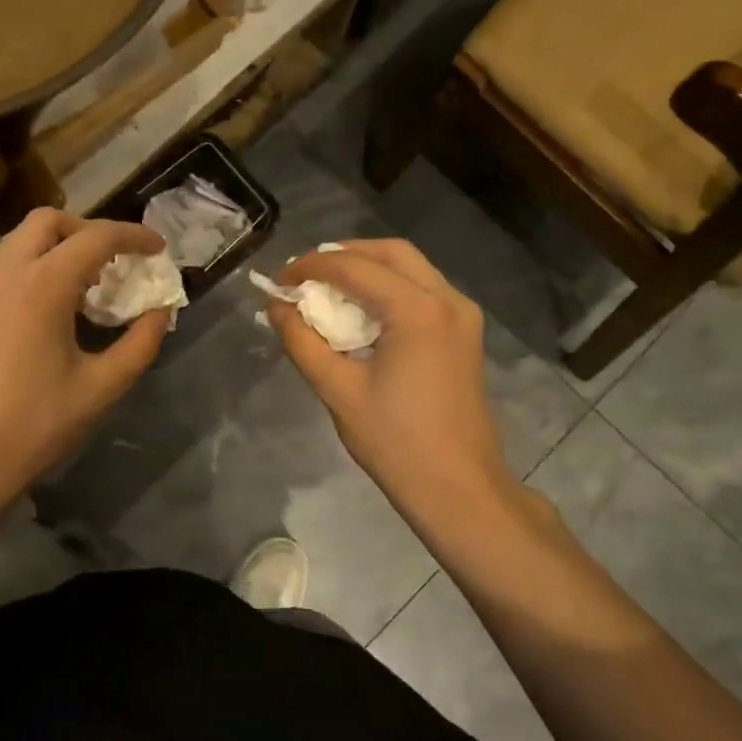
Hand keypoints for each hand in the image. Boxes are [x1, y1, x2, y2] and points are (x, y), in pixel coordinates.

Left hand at [0, 208, 169, 534]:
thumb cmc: (33, 425)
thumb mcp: (100, 388)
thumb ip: (139, 344)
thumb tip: (161, 312)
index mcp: (43, 284)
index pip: (96, 237)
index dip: (133, 236)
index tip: (159, 248)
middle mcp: (7, 272)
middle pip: (49, 221)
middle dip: (89, 230)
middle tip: (118, 260)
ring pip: (24, 240)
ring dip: (61, 246)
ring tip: (92, 283)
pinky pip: (9, 265)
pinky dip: (39, 265)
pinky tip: (59, 306)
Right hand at [270, 240, 517, 525]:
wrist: (458, 488)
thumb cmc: (395, 441)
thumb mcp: (337, 390)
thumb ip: (302, 341)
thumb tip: (275, 308)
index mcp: (418, 310)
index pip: (355, 267)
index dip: (312, 267)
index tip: (280, 280)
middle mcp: (448, 300)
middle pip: (392, 252)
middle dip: (345, 255)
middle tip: (307, 274)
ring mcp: (463, 316)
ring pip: (412, 267)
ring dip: (369, 268)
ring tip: (329, 287)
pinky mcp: (465, 333)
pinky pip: (424, 290)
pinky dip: (390, 287)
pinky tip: (364, 310)